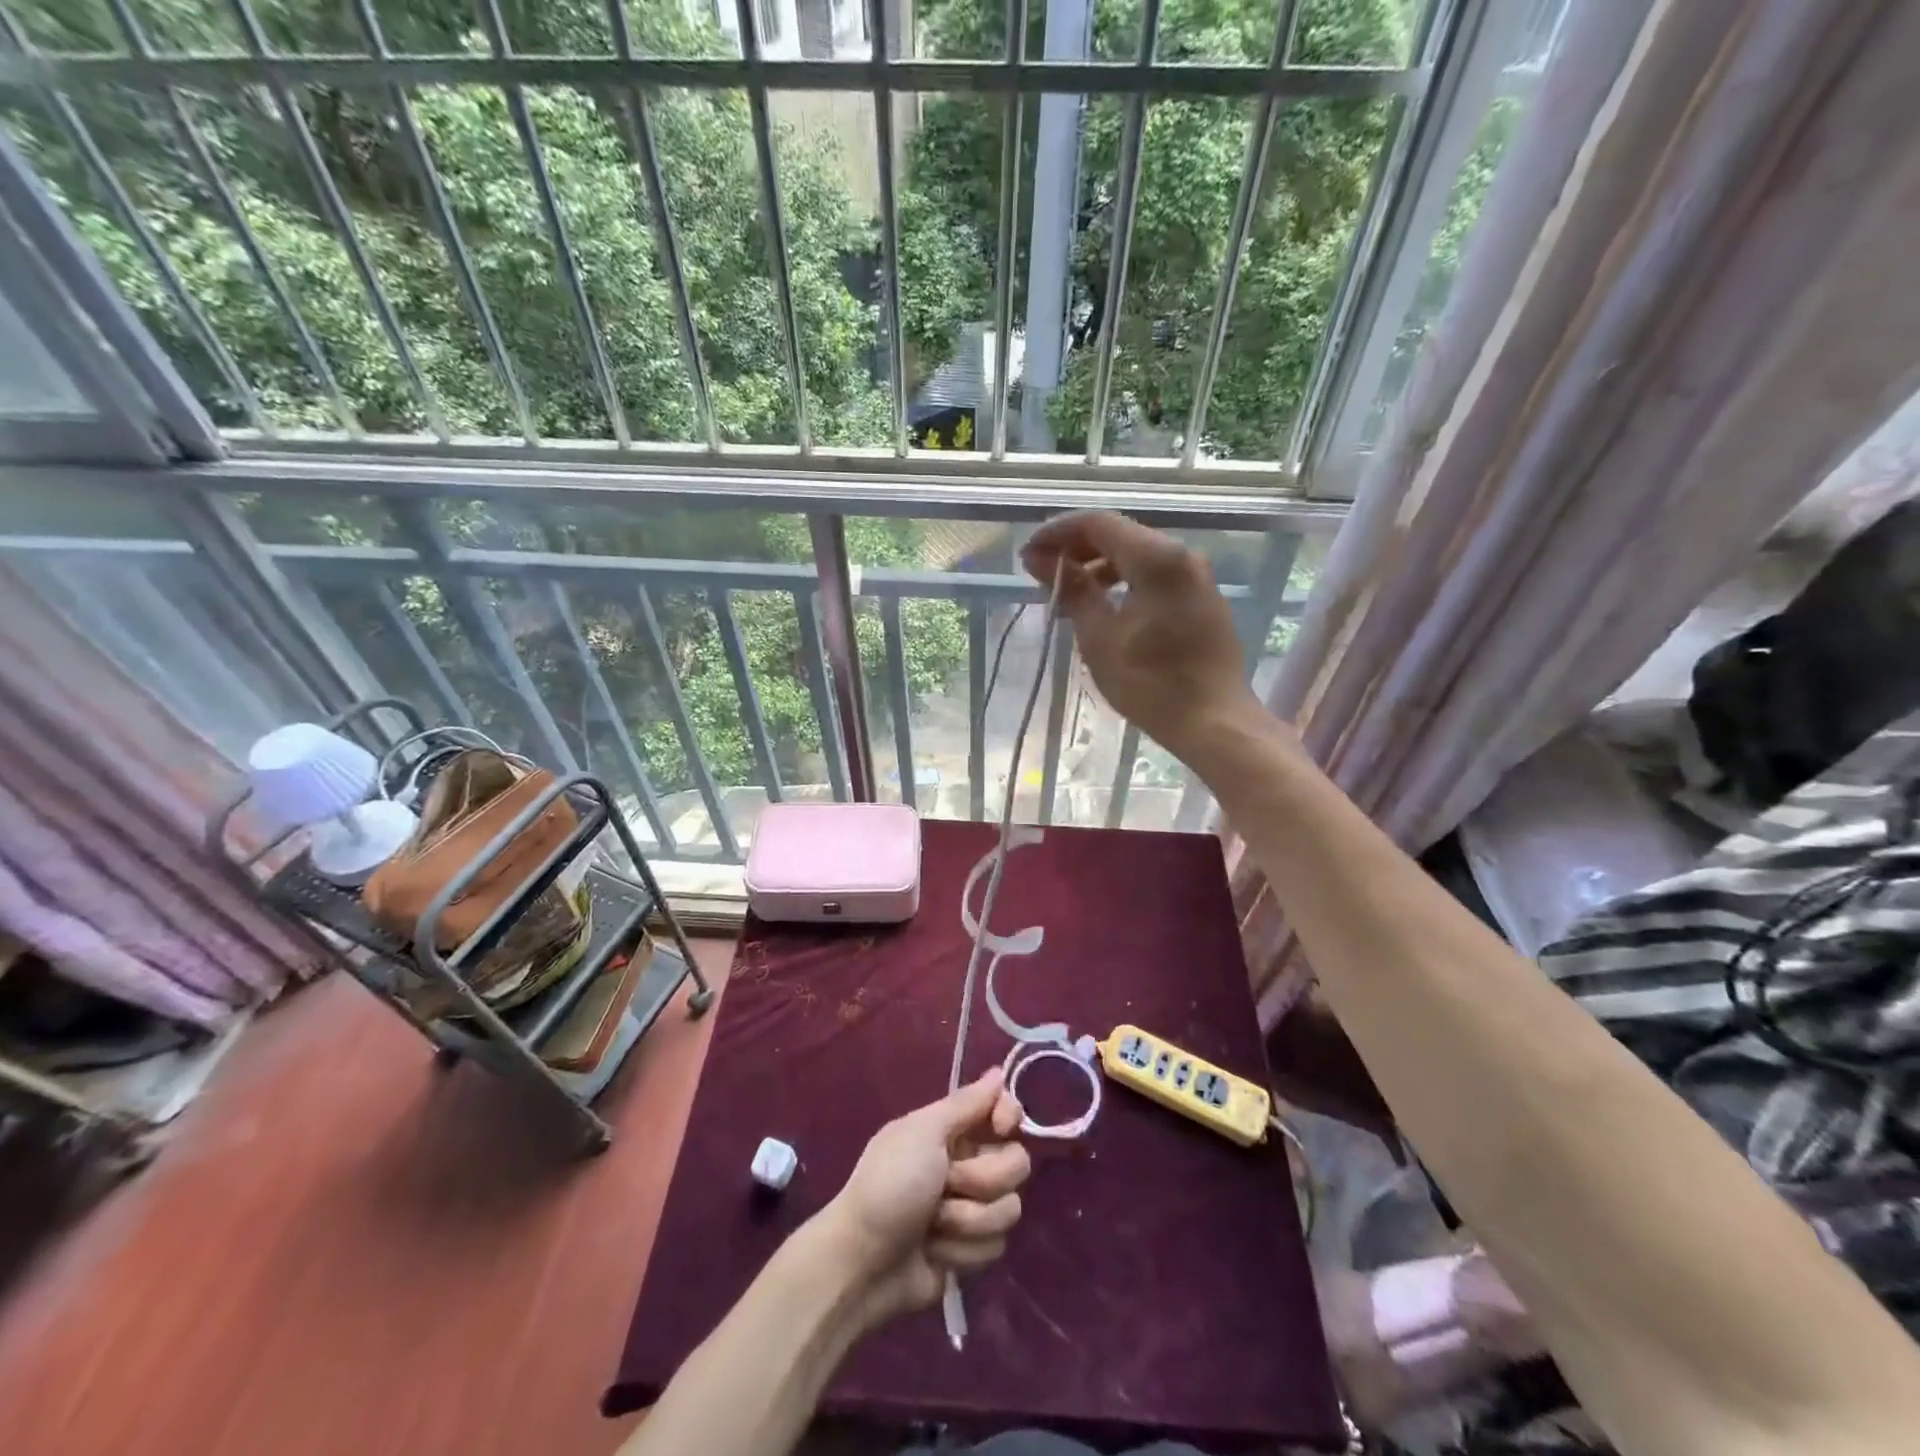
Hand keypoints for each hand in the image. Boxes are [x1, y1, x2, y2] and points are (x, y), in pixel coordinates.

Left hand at [814, 1069, 1029, 1323]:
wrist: (864, 1261)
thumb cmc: (890, 1184)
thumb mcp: (923, 1132)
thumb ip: (966, 1103)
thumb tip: (998, 1071)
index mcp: (954, 1129)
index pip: (1006, 1110)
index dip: (1009, 1117)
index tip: (999, 1127)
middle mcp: (969, 1162)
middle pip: (1017, 1162)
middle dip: (982, 1180)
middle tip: (946, 1183)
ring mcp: (973, 1207)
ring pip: (1009, 1208)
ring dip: (968, 1220)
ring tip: (934, 1224)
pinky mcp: (972, 1248)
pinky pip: (995, 1245)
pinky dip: (962, 1250)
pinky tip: (935, 1251)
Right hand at [1023, 511, 1259, 758]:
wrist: (1214, 722)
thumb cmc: (1151, 684)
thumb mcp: (1099, 638)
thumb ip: (1071, 590)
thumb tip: (1038, 559)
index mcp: (1157, 559)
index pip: (1097, 524)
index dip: (1057, 533)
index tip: (1028, 554)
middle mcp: (1182, 555)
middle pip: (1119, 535)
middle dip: (1076, 550)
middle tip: (1041, 575)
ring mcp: (1196, 577)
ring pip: (1137, 555)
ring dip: (1098, 568)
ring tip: (1068, 596)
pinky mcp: (1202, 598)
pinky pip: (1155, 575)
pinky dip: (1124, 582)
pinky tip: (1104, 610)